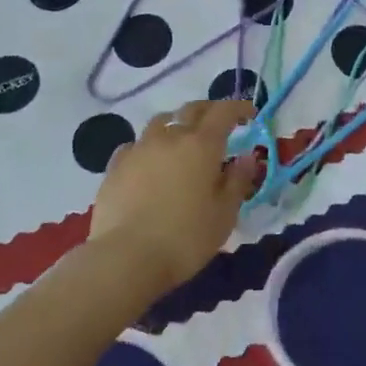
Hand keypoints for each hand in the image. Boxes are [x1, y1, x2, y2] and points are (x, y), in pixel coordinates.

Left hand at [89, 99, 259, 294]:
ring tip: (181, 139)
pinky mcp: (115, 166)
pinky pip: (136, 145)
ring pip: (161, 122)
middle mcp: (171, 137)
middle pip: (192, 109)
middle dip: (209, 110)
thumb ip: (238, 181)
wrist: (125, 258)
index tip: (249, 113)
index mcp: (202, 145)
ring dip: (176, 124)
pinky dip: (148, 147)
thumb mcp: (224, 215)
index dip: (239, 108)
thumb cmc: (185, 238)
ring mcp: (139, 148)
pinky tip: (148, 163)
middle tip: (218, 122)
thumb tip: (247, 157)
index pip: (224, 112)